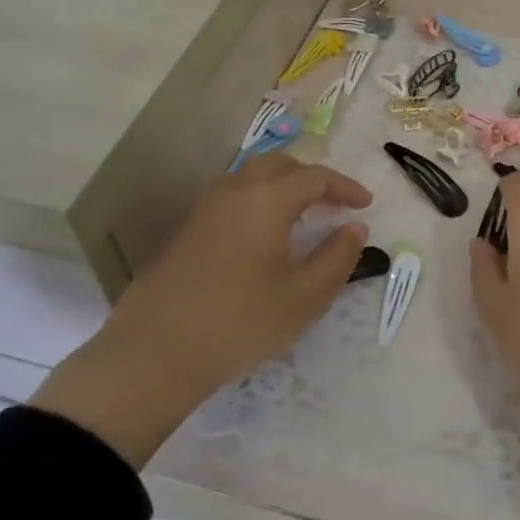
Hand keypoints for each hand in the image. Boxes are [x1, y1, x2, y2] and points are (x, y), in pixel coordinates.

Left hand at [33, 154, 371, 466]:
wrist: (154, 354)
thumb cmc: (240, 322)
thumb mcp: (305, 297)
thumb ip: (338, 257)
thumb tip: (354, 228)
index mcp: (267, 199)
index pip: (316, 177)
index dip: (345, 187)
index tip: (365, 205)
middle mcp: (235, 190)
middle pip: (281, 165)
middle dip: (313, 178)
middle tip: (335, 203)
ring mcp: (205, 208)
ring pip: (252, 177)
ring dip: (284, 187)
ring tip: (303, 214)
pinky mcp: (187, 229)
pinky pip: (233, 197)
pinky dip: (259, 201)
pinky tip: (265, 234)